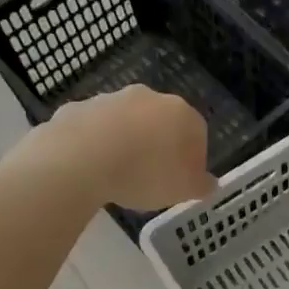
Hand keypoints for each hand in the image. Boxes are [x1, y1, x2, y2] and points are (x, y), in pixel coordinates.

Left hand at [25, 86, 216, 208]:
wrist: (80, 160)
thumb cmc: (144, 174)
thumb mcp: (183, 190)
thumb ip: (201, 185)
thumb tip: (210, 183)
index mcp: (181, 114)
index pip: (197, 133)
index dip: (192, 160)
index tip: (182, 182)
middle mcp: (149, 98)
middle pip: (160, 122)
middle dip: (158, 146)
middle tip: (151, 178)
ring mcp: (111, 99)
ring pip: (126, 122)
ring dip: (126, 142)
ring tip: (118, 175)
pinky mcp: (79, 108)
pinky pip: (94, 128)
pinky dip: (95, 143)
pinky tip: (90, 167)